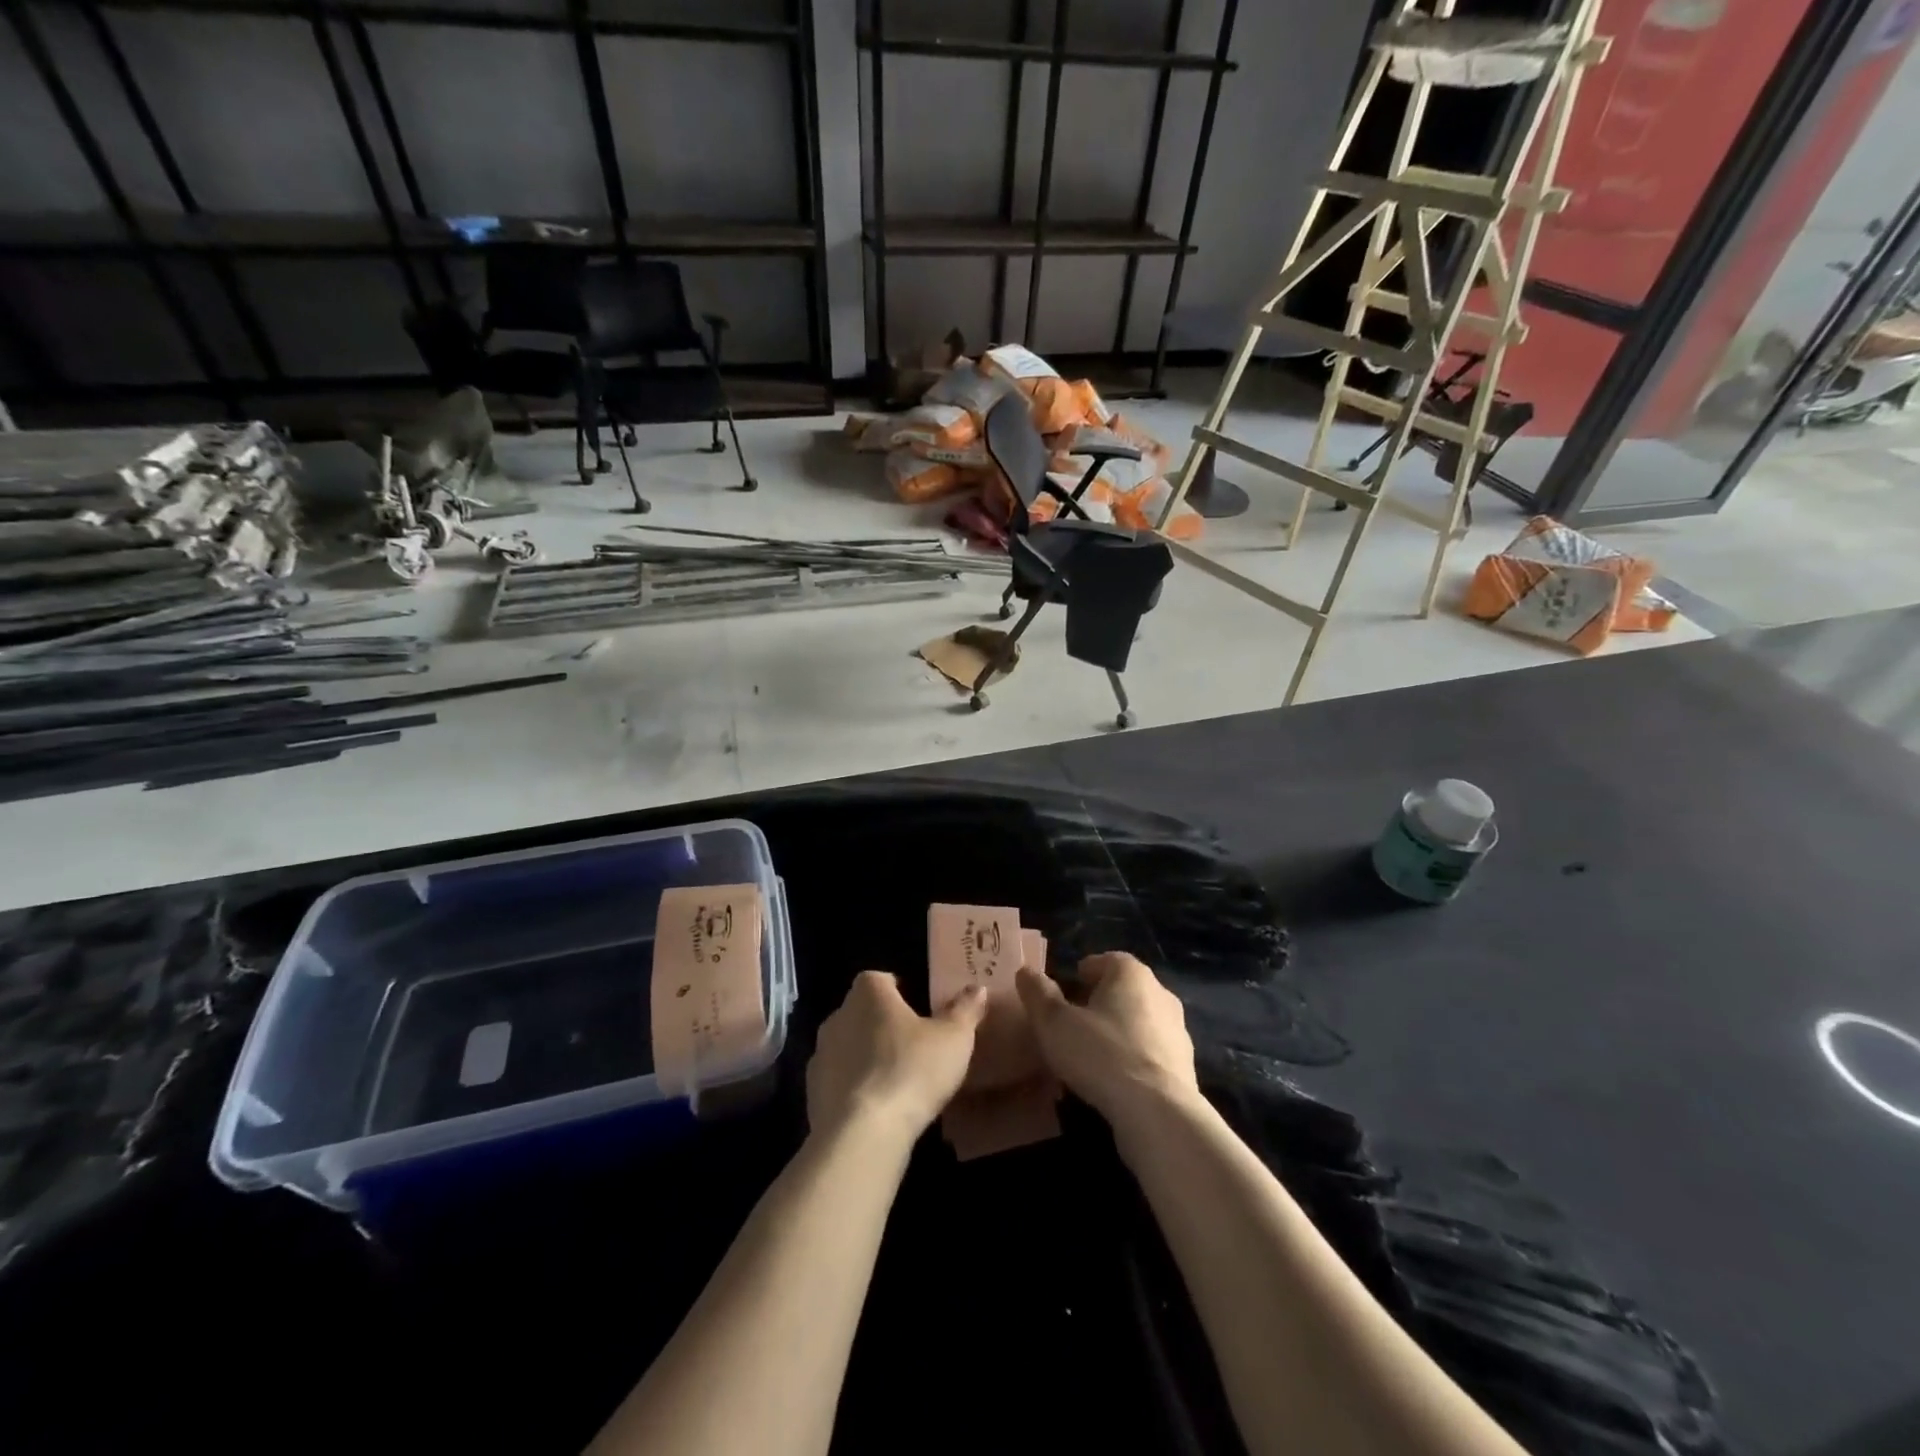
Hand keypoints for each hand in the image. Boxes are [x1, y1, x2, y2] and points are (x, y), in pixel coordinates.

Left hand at [806, 972, 987, 1149]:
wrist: (862, 1134)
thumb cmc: (911, 1071)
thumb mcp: (953, 1038)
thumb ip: (965, 1010)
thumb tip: (977, 988)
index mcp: (869, 993)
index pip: (881, 979)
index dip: (900, 990)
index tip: (919, 1009)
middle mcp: (838, 1015)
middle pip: (863, 1012)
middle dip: (883, 1024)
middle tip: (914, 1046)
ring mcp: (820, 1055)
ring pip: (848, 1047)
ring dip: (867, 1057)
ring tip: (897, 1080)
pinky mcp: (812, 1093)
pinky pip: (838, 1081)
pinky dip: (854, 1088)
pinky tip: (877, 1108)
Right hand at [1015, 953, 1198, 1124]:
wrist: (1158, 1112)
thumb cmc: (1101, 1054)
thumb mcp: (1054, 1023)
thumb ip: (1038, 994)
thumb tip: (1026, 971)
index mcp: (1131, 974)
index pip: (1107, 960)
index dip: (1085, 972)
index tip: (1068, 988)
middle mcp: (1160, 993)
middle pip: (1125, 990)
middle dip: (1101, 1001)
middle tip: (1074, 1020)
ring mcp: (1178, 1031)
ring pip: (1140, 1022)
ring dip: (1119, 1031)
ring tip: (1093, 1054)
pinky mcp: (1185, 1066)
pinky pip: (1151, 1053)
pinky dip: (1134, 1059)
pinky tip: (1115, 1080)